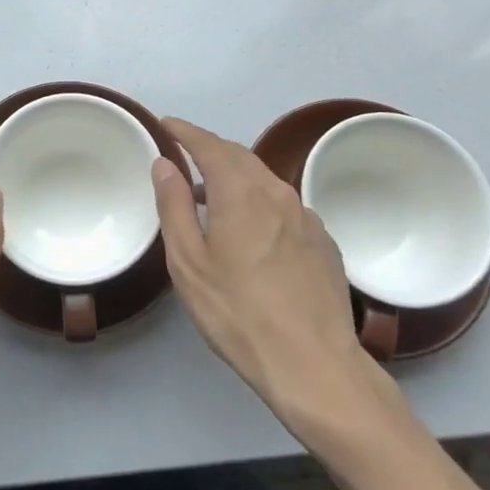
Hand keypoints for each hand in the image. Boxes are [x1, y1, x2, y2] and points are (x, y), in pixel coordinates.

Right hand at [152, 118, 379, 435]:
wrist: (314, 365)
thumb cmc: (238, 313)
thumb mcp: (188, 263)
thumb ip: (174, 206)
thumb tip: (164, 164)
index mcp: (241, 193)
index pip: (209, 146)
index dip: (186, 132)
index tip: (166, 124)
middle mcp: (277, 193)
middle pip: (240, 156)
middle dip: (211, 150)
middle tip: (185, 157)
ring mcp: (307, 217)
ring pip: (265, 180)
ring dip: (236, 176)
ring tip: (212, 196)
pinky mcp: (324, 242)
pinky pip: (285, 205)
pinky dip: (260, 201)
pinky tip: (253, 231)